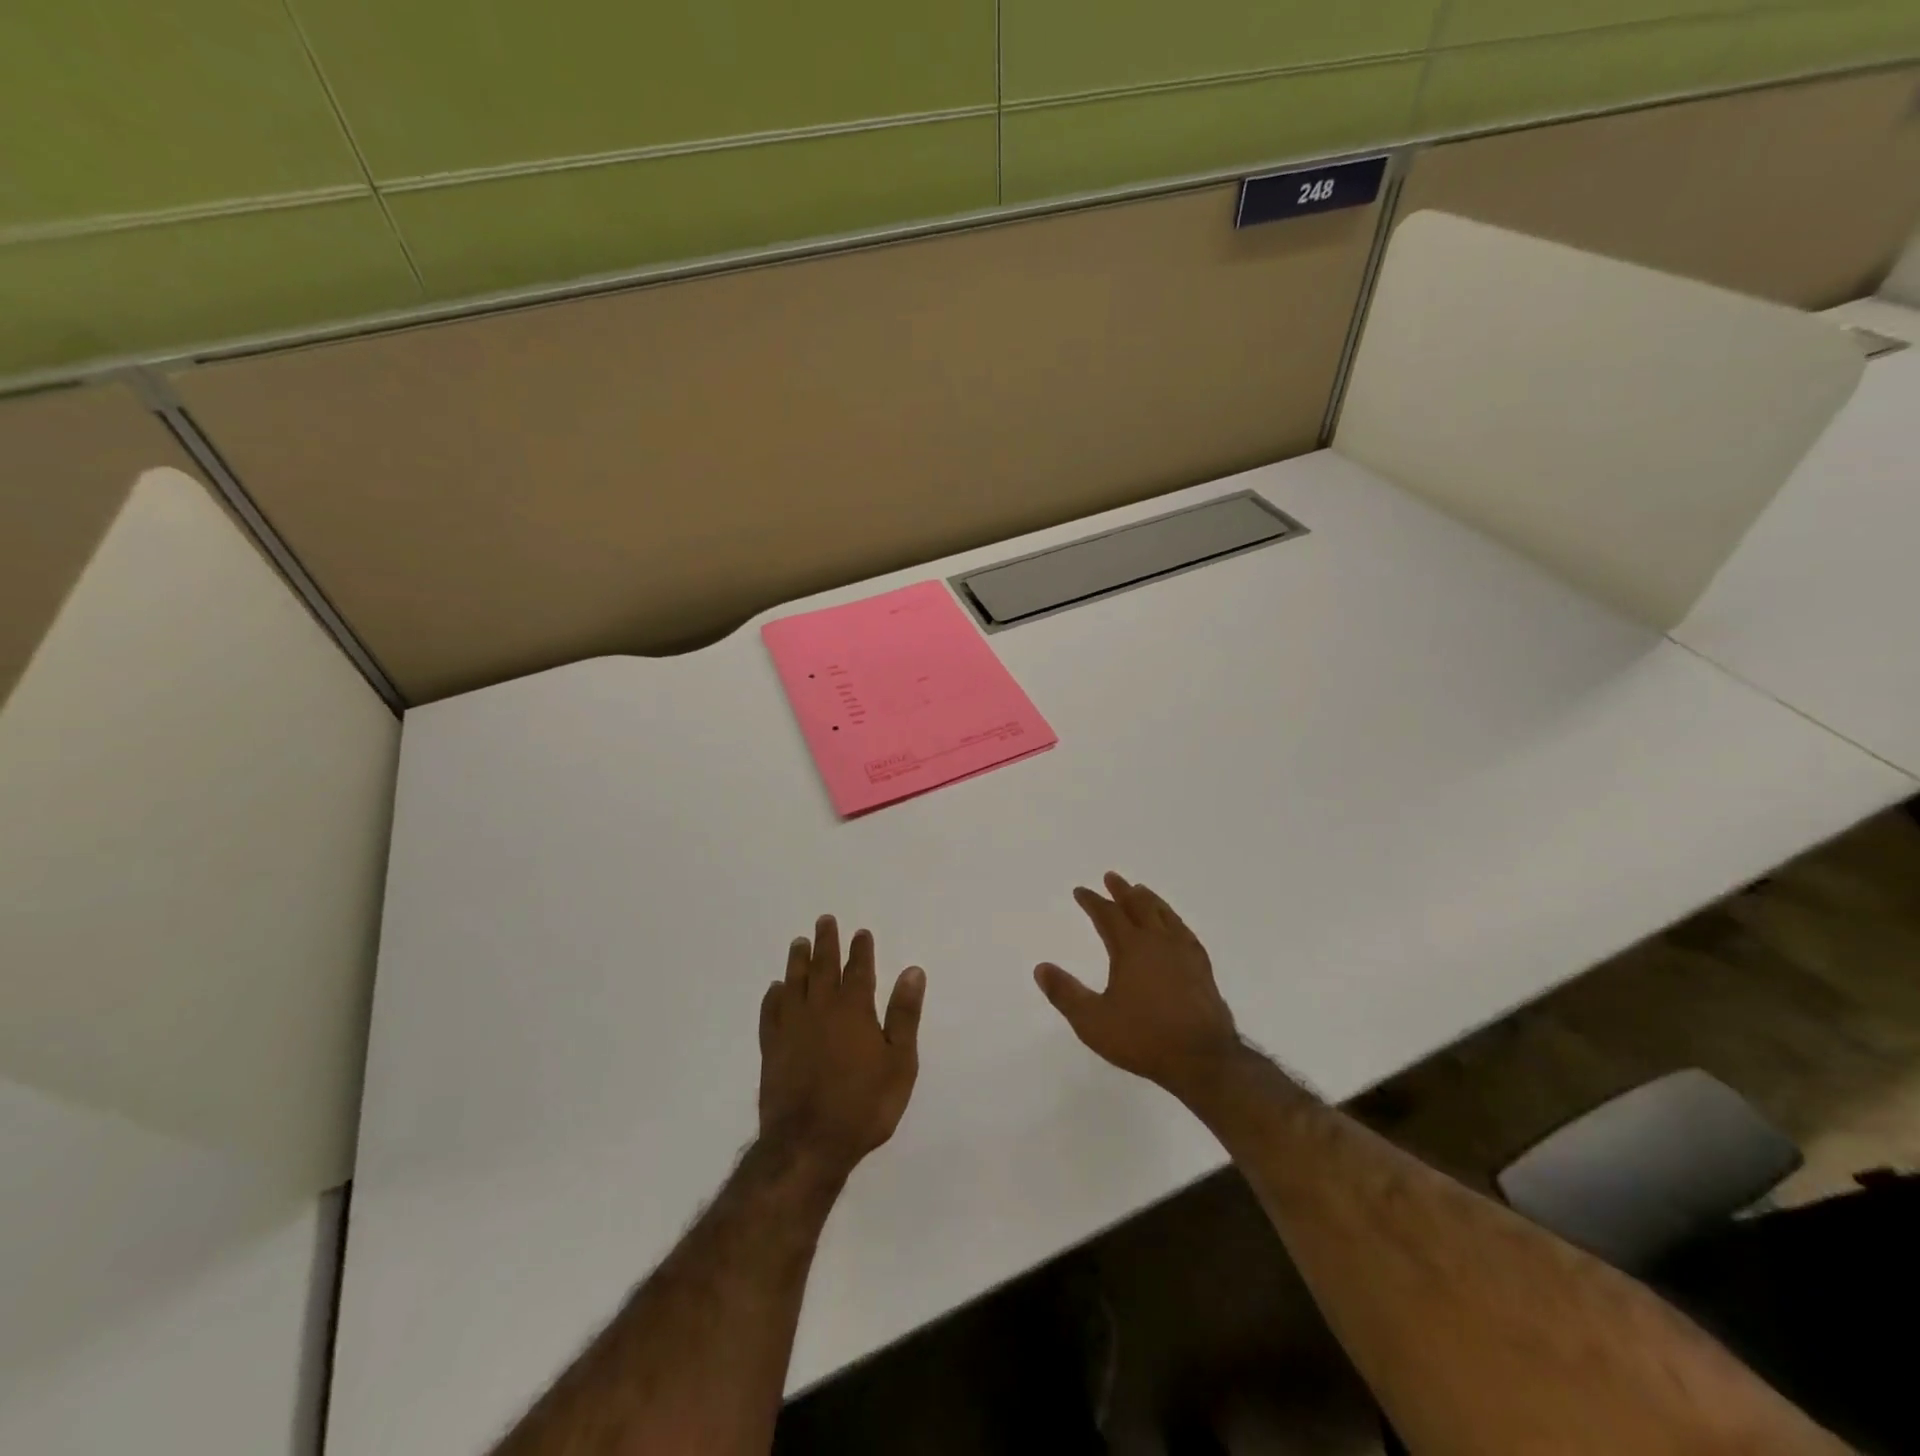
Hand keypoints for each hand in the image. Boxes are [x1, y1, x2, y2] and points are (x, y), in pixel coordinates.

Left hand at [758, 916, 925, 1179]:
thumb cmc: (864, 1105)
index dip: (861, 950)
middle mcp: (821, 1009)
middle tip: (824, 921)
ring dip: (798, 961)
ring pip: (794, 983)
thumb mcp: (899, 1062)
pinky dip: (773, 997)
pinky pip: (770, 1013)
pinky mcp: (771, 1049)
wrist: (808, 1144)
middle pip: (823, 967)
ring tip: (799, 943)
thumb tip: (912, 971)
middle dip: (826, 943)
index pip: (858, 970)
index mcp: (854, 1009)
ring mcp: (792, 1027)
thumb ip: (904, 1014)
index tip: (861, 932)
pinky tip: (775, 989)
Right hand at [1035, 873, 1243, 1102]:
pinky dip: (1174, 920)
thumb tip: (1041, 968)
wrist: (1202, 1059)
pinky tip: (1175, 926)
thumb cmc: (1143, 1038)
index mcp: (1131, 948)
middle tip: (1111, 877)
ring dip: (1149, 900)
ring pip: (1165, 915)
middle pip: (1139, 906)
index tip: (1080, 891)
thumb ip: (1065, 993)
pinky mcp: (1202, 969)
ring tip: (1141, 890)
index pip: (1108, 915)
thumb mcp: (1093, 1021)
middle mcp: (1158, 942)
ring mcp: (1184, 953)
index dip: (1092, 901)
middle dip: (1122, 891)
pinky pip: (1185, 932)